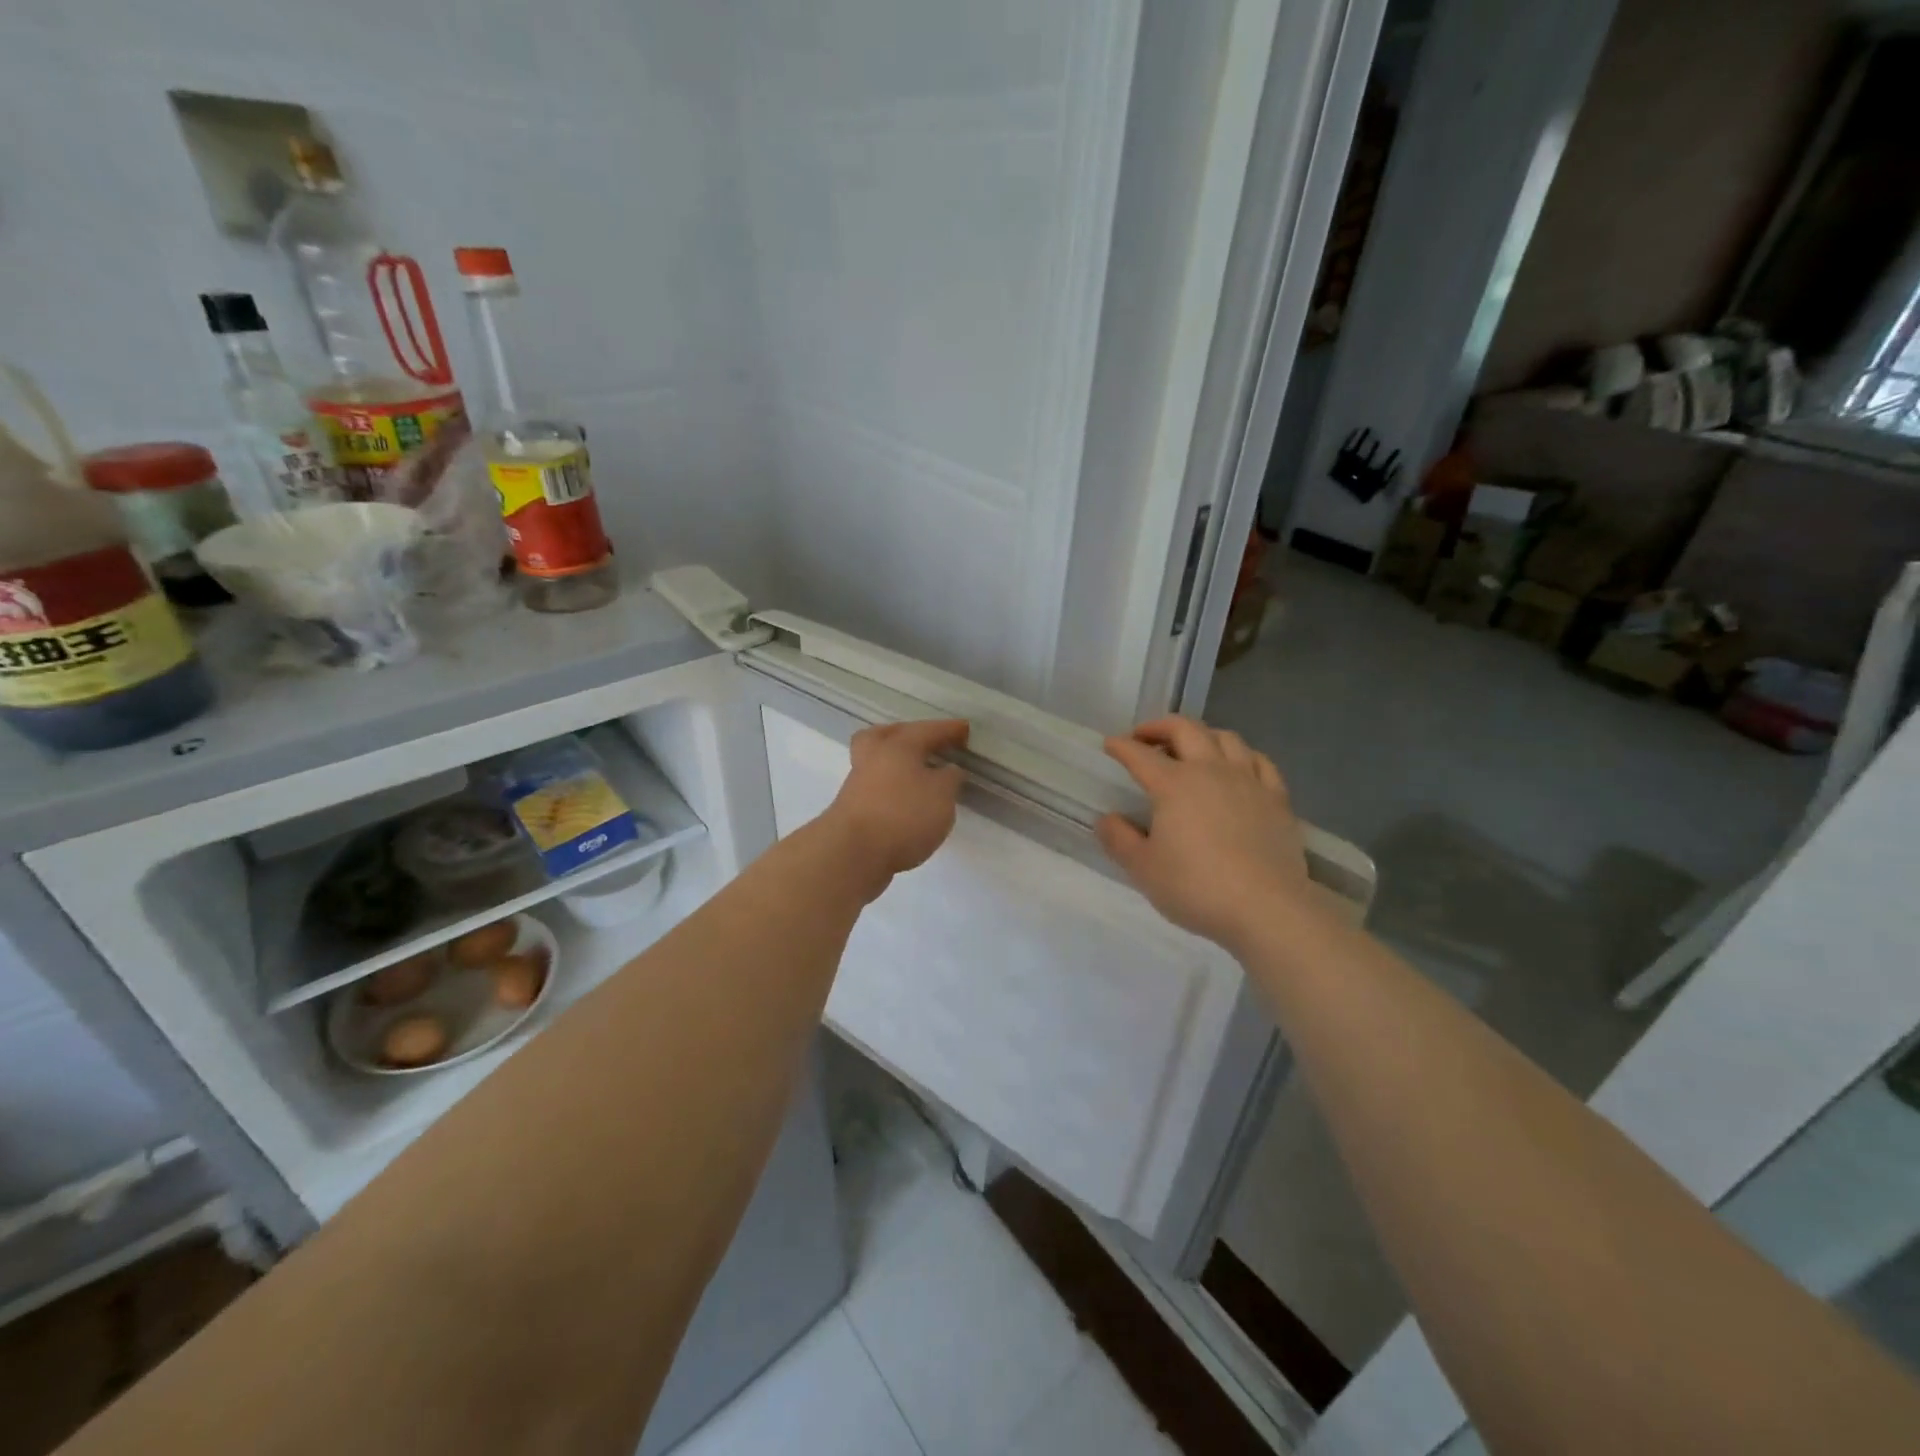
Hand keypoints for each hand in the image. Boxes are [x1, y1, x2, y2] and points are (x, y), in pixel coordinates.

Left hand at [826, 719, 968, 895]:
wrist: (852, 854)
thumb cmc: (903, 816)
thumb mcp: (942, 795)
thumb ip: (950, 779)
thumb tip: (948, 770)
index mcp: (898, 745)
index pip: (928, 730)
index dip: (950, 729)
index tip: (966, 730)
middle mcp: (874, 757)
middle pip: (889, 735)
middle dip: (910, 735)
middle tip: (929, 743)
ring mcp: (859, 783)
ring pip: (879, 760)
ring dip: (899, 763)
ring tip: (921, 775)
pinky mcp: (852, 808)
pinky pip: (877, 786)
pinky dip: (892, 787)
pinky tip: (907, 802)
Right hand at [1096, 716, 1310, 951]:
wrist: (1266, 908)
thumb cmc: (1196, 887)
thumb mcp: (1143, 869)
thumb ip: (1120, 840)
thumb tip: (1107, 819)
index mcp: (1173, 785)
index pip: (1140, 755)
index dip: (1121, 747)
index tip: (1110, 745)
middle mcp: (1211, 770)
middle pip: (1185, 729)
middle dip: (1160, 726)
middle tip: (1145, 737)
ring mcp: (1248, 781)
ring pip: (1226, 738)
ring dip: (1202, 735)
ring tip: (1191, 748)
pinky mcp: (1277, 798)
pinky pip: (1260, 762)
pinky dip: (1242, 756)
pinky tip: (1237, 767)